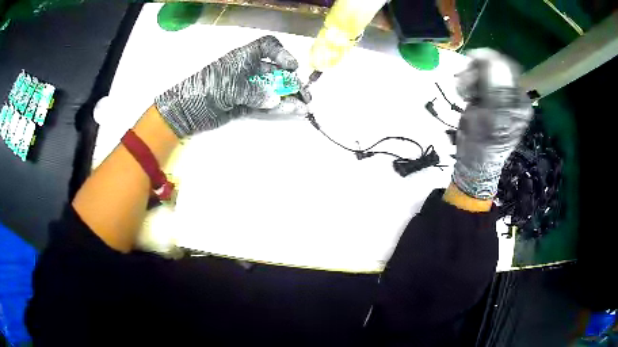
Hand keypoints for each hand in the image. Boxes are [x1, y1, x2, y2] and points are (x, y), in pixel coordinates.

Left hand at [155, 35, 307, 137]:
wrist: (186, 111)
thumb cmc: (205, 89)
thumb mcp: (230, 86)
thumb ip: (255, 92)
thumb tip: (276, 100)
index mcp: (243, 57)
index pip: (267, 46)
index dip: (281, 54)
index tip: (292, 66)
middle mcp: (248, 70)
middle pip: (275, 71)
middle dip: (291, 81)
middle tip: (305, 94)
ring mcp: (247, 88)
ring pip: (272, 89)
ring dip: (289, 96)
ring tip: (305, 105)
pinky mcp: (245, 104)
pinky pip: (265, 104)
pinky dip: (278, 107)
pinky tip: (293, 110)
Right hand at [453, 49, 532, 199]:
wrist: (473, 161)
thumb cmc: (483, 146)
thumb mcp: (492, 118)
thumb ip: (495, 90)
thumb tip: (495, 60)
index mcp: (519, 101)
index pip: (508, 68)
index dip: (490, 60)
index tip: (471, 60)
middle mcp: (511, 96)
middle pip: (494, 67)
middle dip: (476, 70)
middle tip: (463, 81)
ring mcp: (498, 96)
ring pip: (483, 72)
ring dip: (469, 77)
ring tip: (462, 92)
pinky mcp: (486, 98)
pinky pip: (477, 80)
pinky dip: (467, 83)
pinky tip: (464, 95)